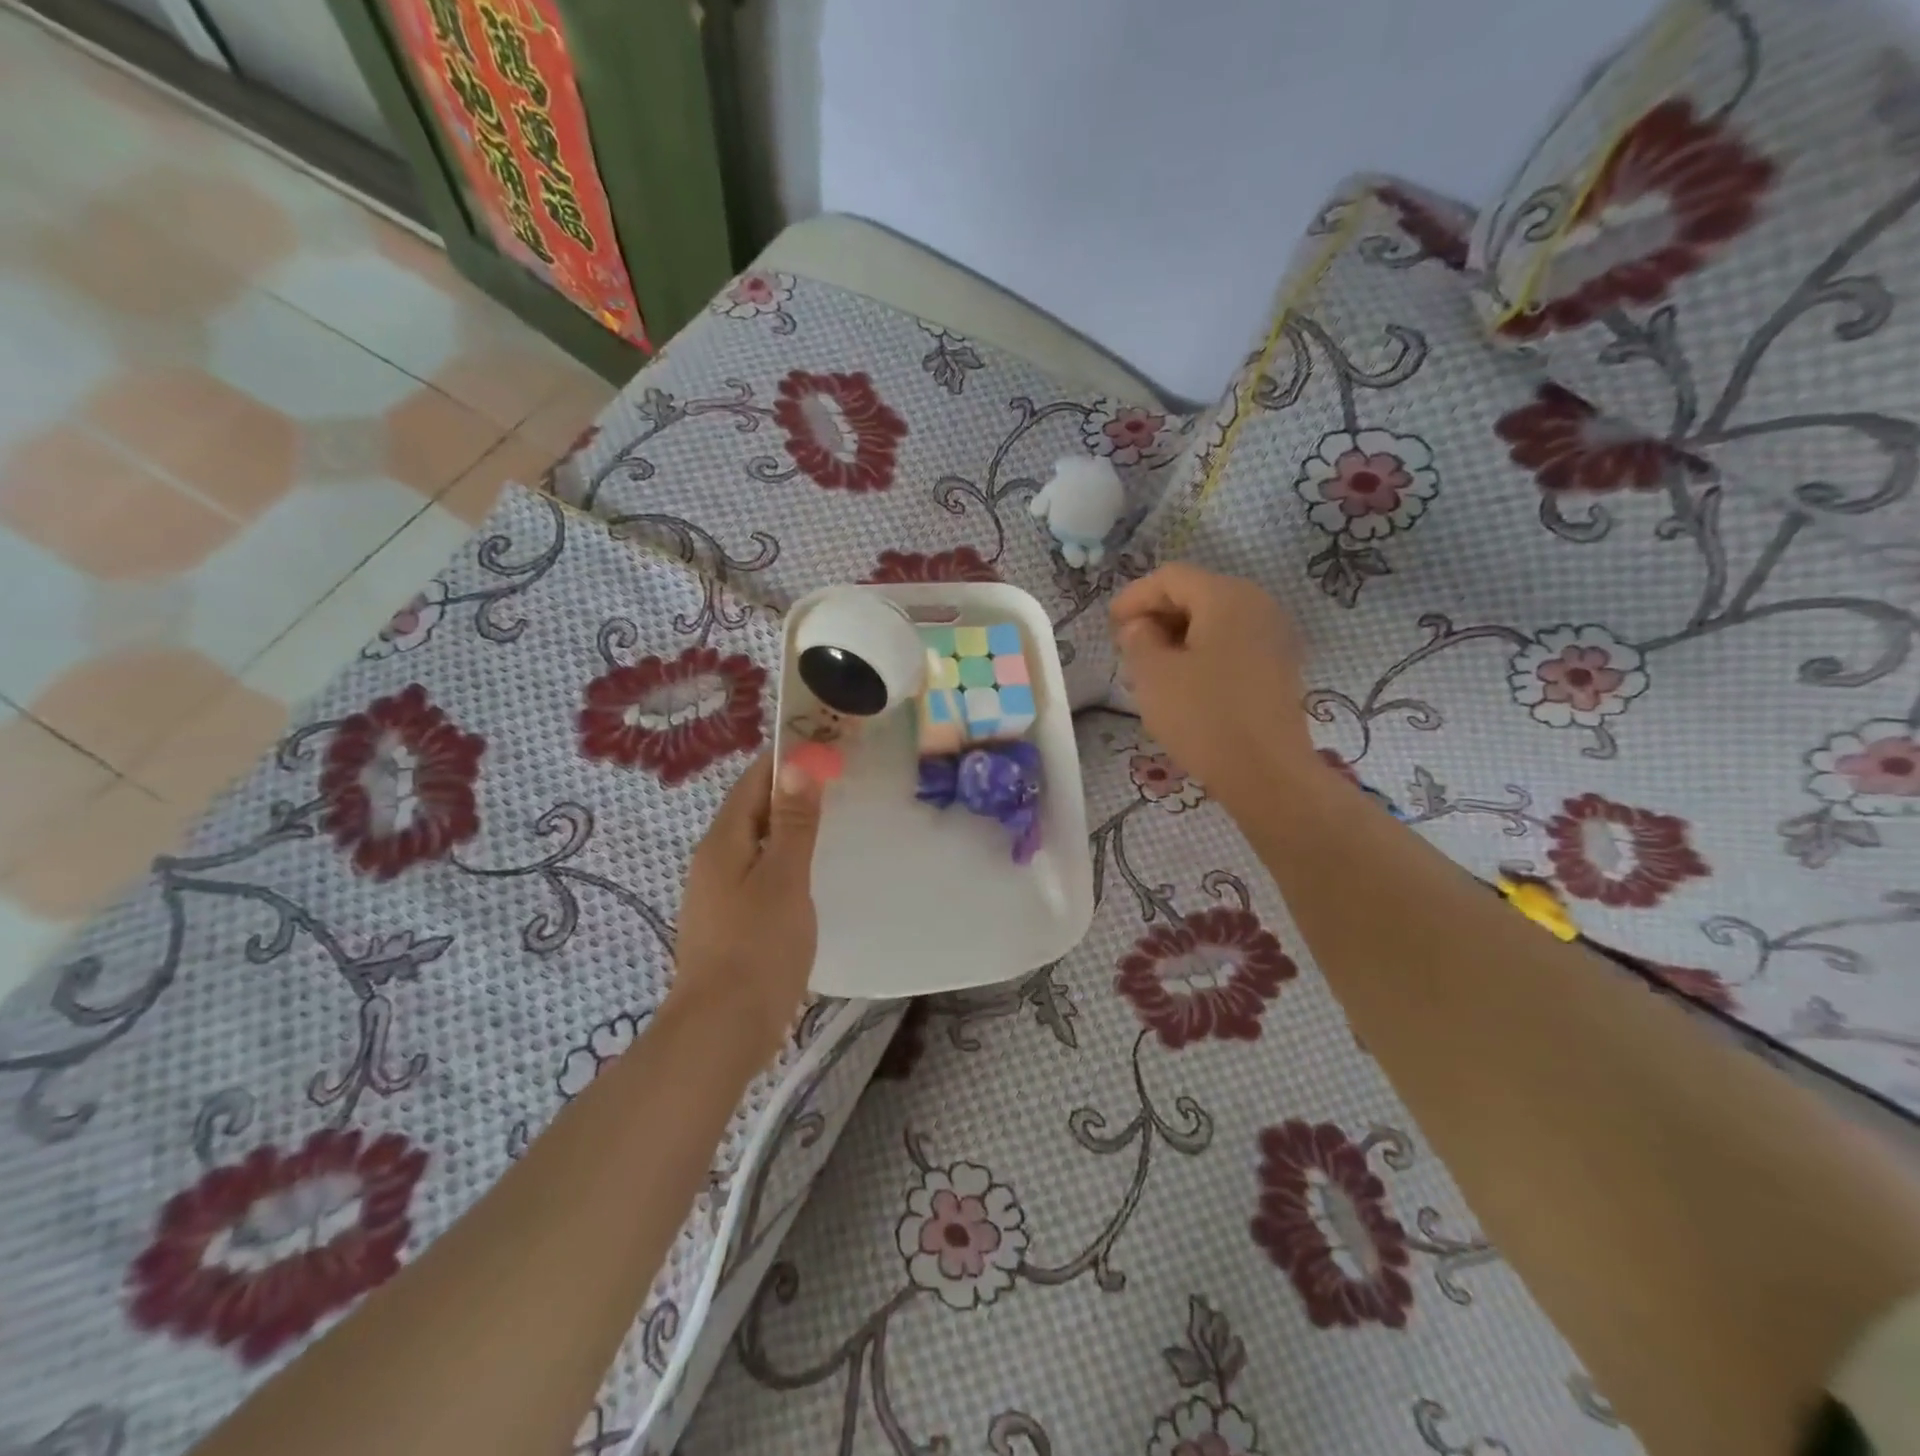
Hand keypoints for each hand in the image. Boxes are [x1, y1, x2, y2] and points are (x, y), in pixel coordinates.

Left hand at [669, 752, 824, 1067]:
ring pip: (757, 840)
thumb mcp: (783, 878)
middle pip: (753, 807)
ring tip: (832, 815)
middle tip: (839, 777)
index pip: (754, 779)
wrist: (721, 1030)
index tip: (827, 743)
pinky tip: (809, 869)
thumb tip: (797, 764)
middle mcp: (714, 858)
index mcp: (723, 841)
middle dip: (791, 787)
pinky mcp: (730, 919)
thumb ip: (792, 823)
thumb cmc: (757, 948)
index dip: (787, 757)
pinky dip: (784, 856)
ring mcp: (719, 891)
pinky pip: (759, 870)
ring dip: (788, 823)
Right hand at [1110, 564, 1317, 811]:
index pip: (1171, 578)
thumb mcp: (1153, 675)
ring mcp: (1274, 636)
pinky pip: (1232, 643)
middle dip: (1156, 616)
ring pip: (1214, 620)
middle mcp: (1257, 605)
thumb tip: (1141, 626)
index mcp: (1227, 597)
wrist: (1267, 773)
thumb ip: (1138, 638)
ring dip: (1177, 636)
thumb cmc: (1204, 717)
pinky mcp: (1279, 666)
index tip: (1110, 627)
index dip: (1134, 597)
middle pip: (1196, 594)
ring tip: (1150, 668)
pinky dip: (1202, 652)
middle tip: (1127, 648)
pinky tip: (1183, 683)